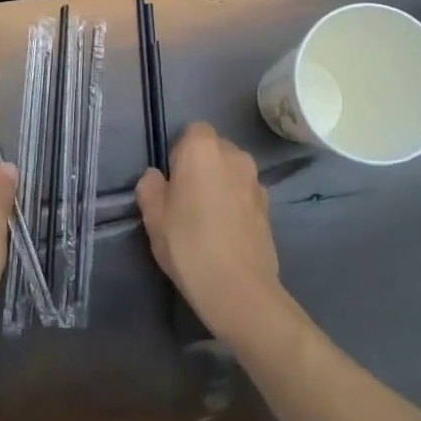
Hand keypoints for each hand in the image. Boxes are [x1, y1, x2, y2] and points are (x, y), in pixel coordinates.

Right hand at [136, 122, 282, 343]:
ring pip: (232, 173)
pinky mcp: (270, 208)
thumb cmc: (188, 244)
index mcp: (203, 148)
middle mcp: (234, 156)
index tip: (172, 181)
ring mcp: (256, 182)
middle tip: (186, 200)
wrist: (238, 289)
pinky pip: (245, 195)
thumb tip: (156, 178)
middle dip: (202, 166)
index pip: (192, 132)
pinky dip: (236, 205)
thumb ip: (150, 187)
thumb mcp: (153, 216)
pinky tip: (226, 234)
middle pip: (215, 150)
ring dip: (221, 185)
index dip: (180, 153)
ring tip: (207, 219)